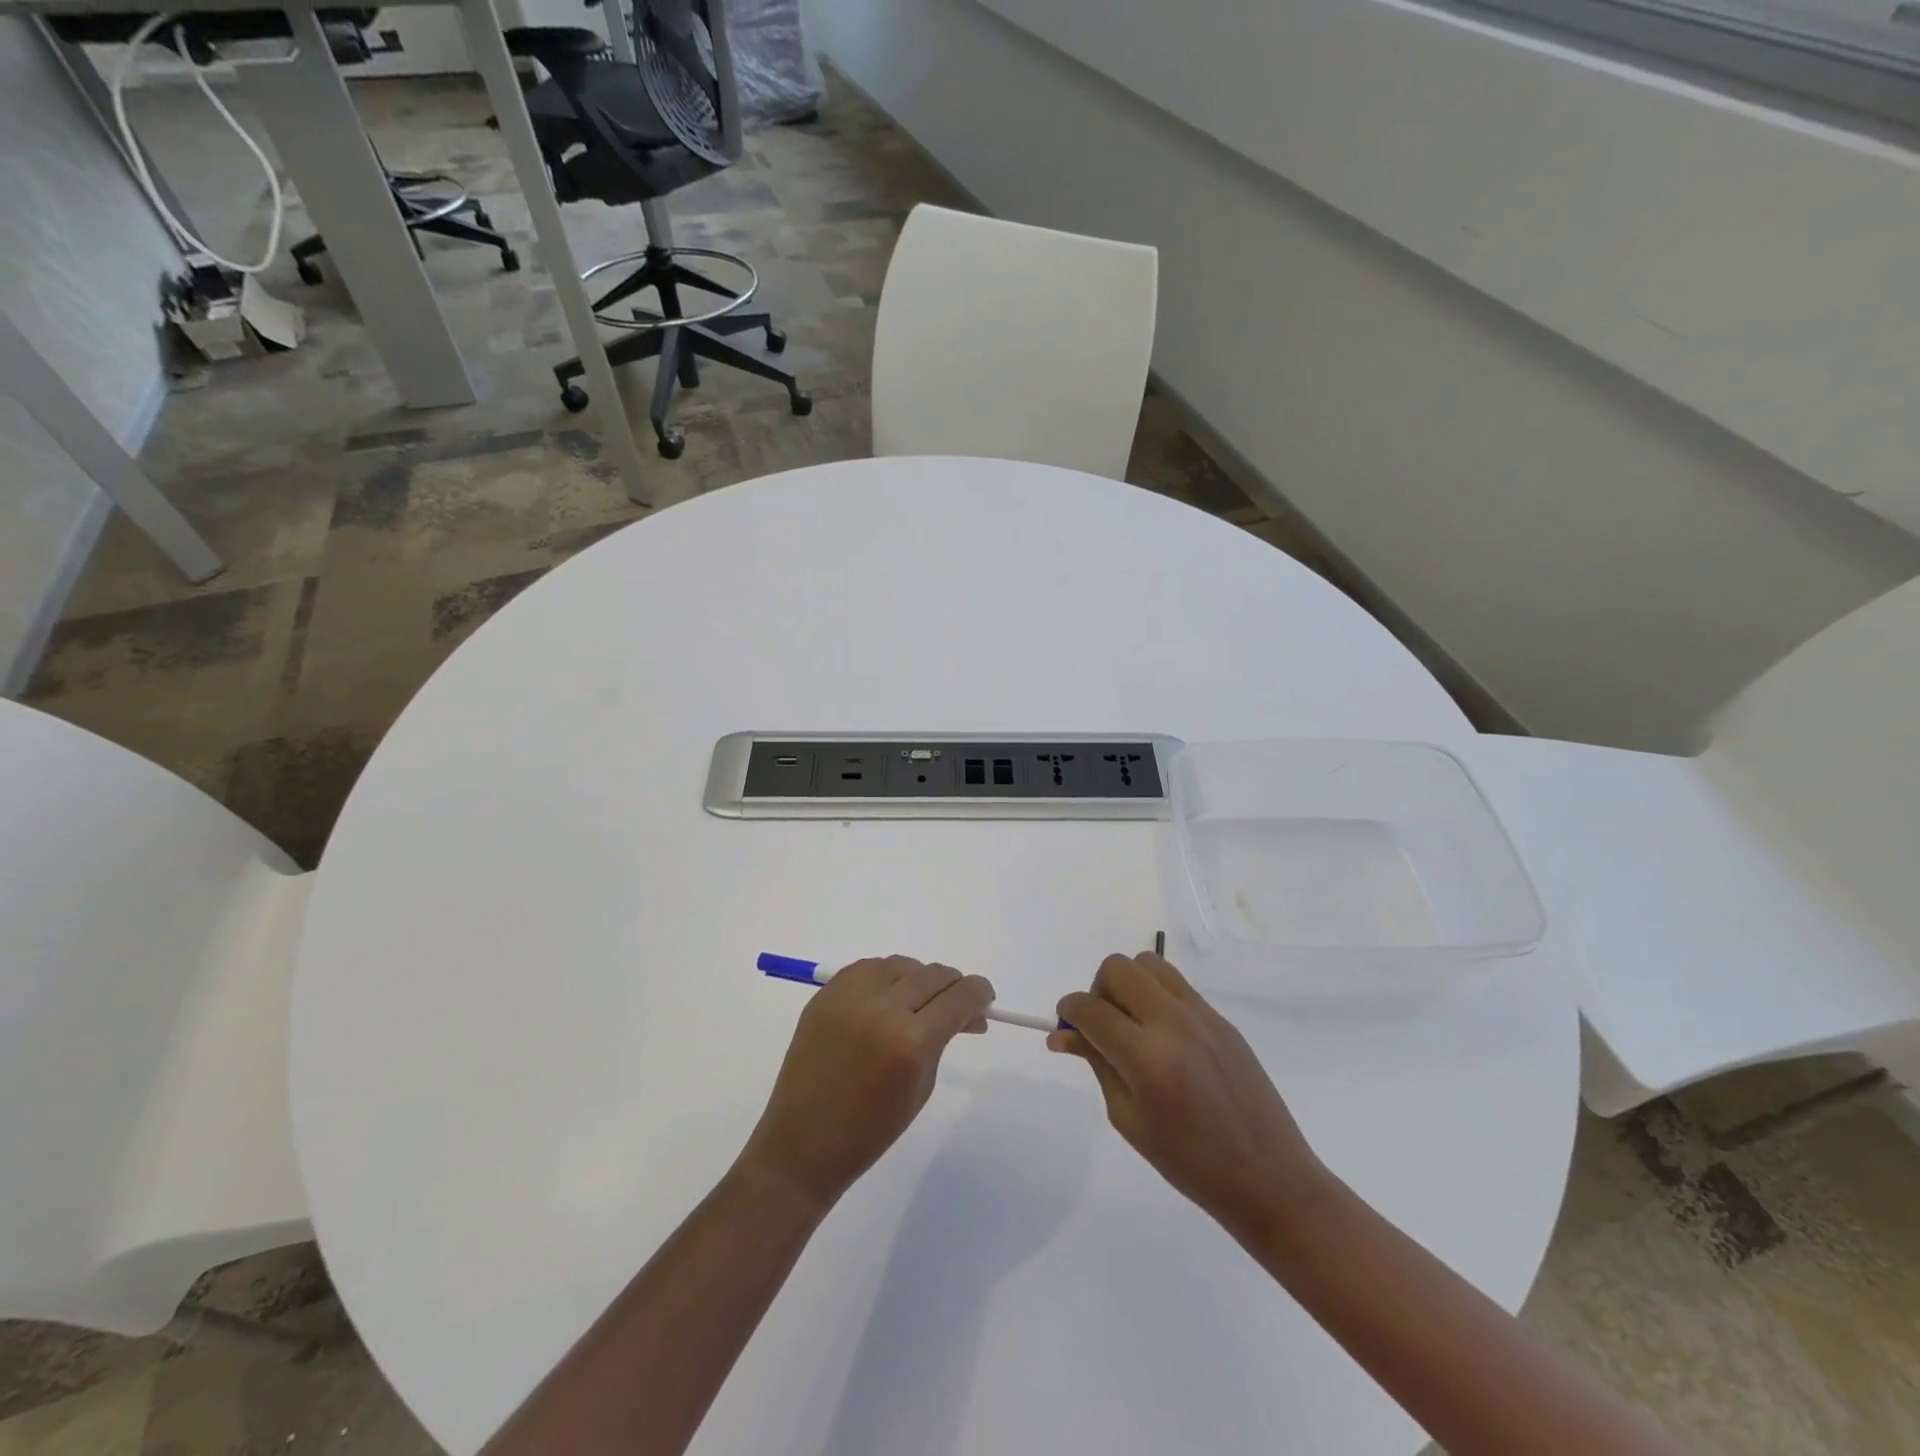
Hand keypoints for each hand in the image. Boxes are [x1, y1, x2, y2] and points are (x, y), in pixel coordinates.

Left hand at [739, 957, 994, 1212]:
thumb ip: (944, 1039)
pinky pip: (869, 968)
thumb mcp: (922, 1086)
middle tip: (956, 1004)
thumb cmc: (871, 1129)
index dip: (979, 993)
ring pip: (902, 964)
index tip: (985, 999)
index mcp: (911, 1042)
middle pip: (933, 974)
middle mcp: (883, 1008)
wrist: (803, 1143)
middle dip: (953, 986)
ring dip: (918, 979)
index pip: (960, 997)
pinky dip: (886, 977)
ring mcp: (850, 996)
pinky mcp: (826, 993)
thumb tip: (968, 1012)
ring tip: (917, 1003)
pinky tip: (887, 999)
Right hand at [1050, 954, 1330, 1239]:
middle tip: (1101, 1026)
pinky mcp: (1221, 1018)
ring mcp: (1202, 1015)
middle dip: (1098, 990)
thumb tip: (1063, 1035)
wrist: (1269, 1177)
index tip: (1064, 1025)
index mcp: (1147, 1057)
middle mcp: (1174, 1023)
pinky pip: (1176, 985)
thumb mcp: (1129, 1119)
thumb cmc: (1190, 1163)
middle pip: (1119, 968)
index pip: (1092, 1009)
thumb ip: (1097, 1064)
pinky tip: (1162, 1036)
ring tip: (1131, 1024)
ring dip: (1129, 984)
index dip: (1069, 1011)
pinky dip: (1156, 996)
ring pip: (1149, 963)